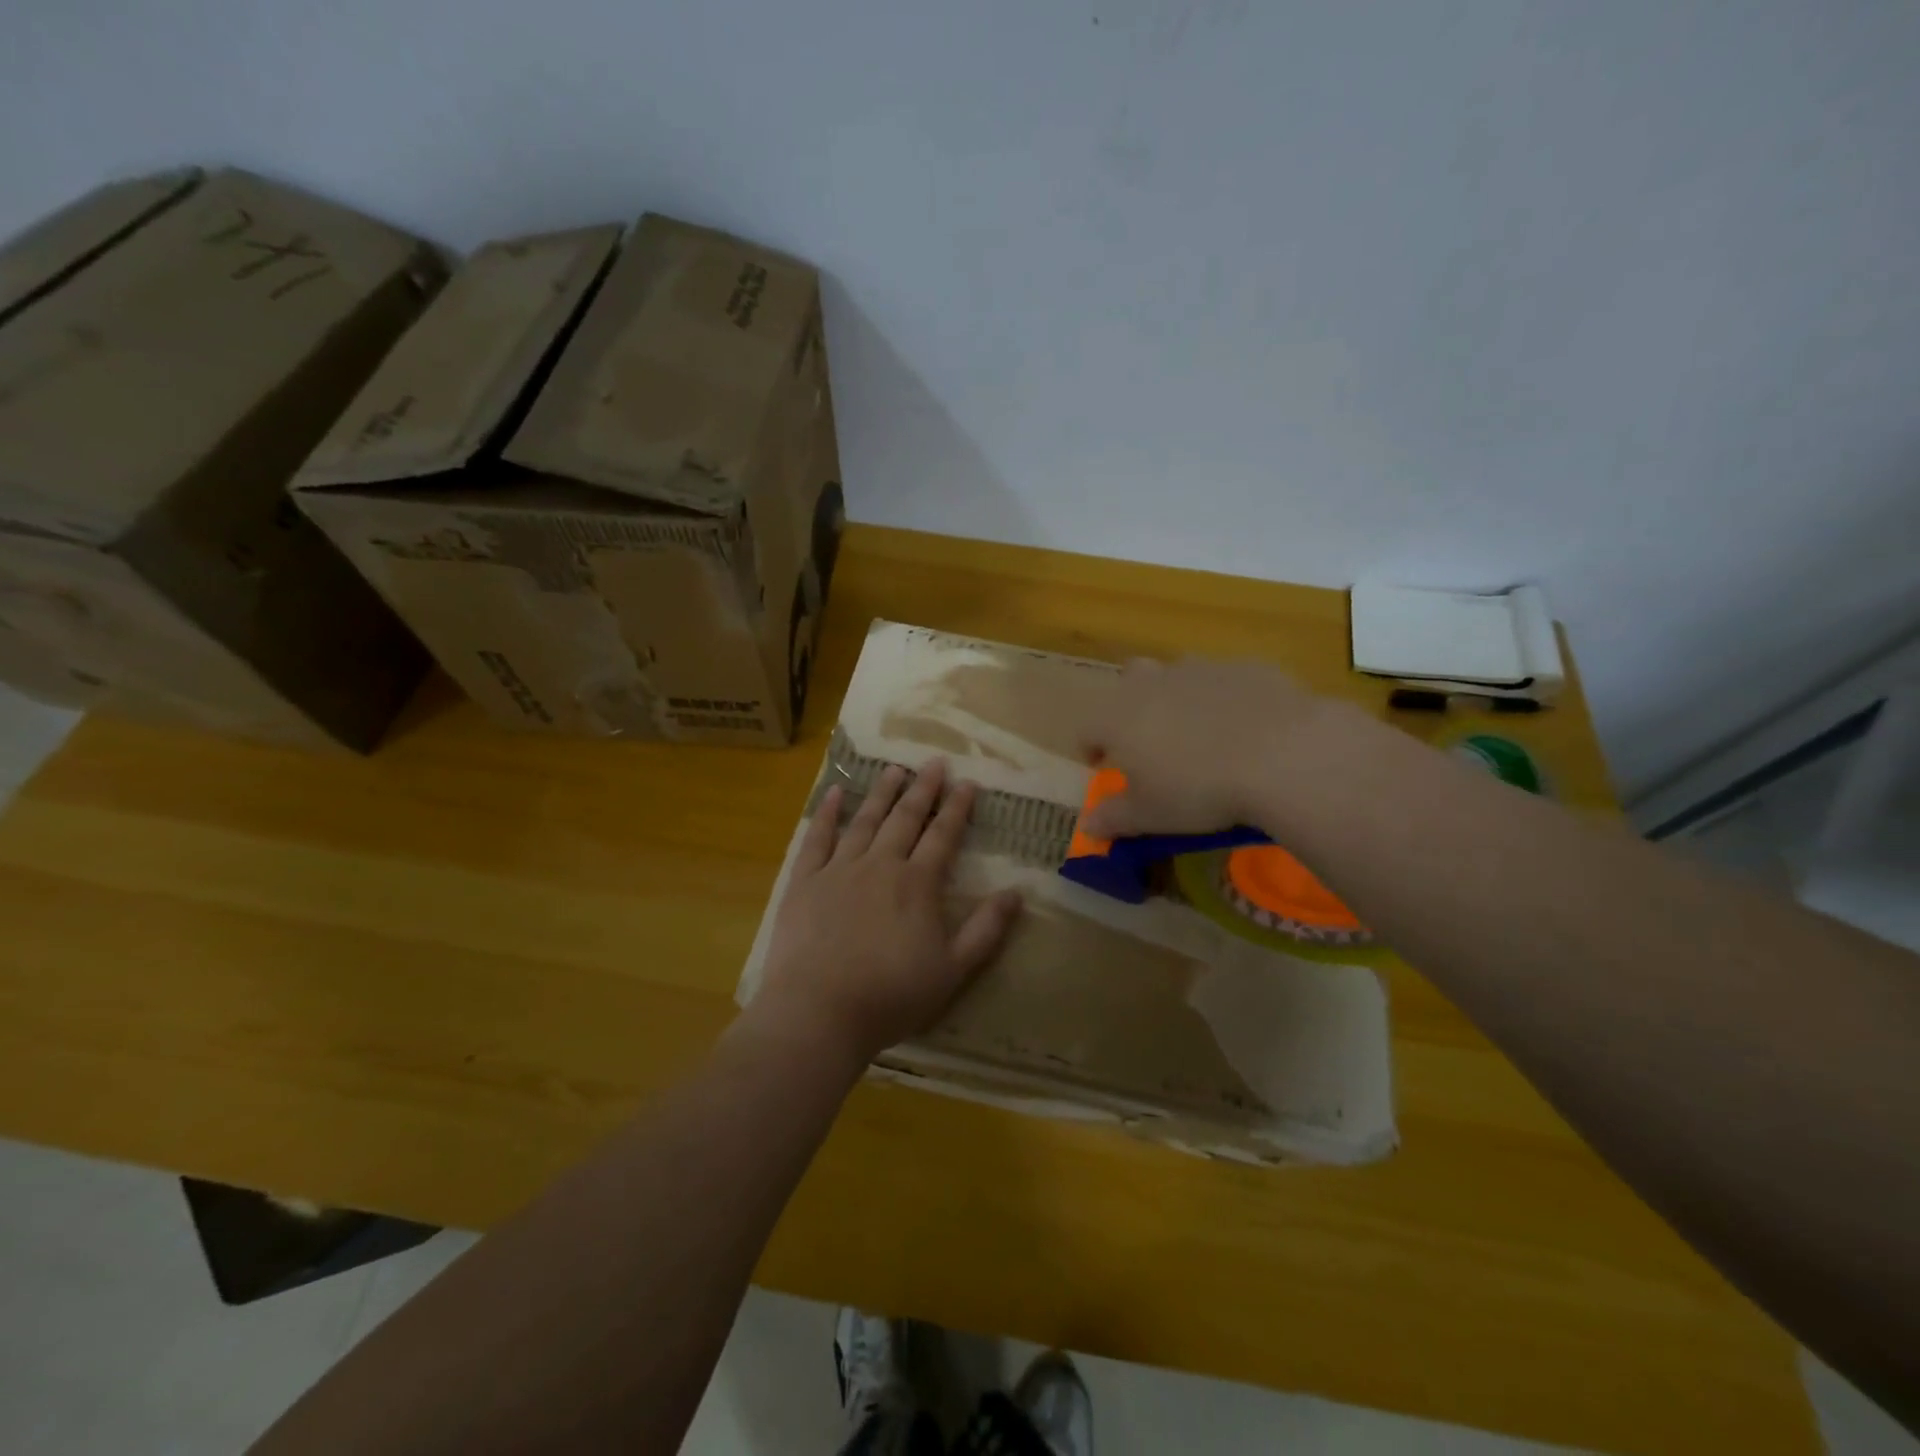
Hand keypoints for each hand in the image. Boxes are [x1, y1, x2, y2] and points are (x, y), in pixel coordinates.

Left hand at [751, 758, 1021, 1067]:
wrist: (819, 1011)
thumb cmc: (891, 995)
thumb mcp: (953, 970)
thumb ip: (986, 930)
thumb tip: (1016, 893)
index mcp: (917, 884)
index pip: (943, 836)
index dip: (957, 808)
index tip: (967, 783)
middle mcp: (881, 865)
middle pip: (905, 818)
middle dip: (922, 789)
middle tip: (934, 763)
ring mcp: (839, 869)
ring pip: (865, 821)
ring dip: (881, 793)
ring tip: (893, 769)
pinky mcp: (805, 881)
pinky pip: (817, 838)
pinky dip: (826, 813)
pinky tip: (833, 793)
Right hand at [1076, 656, 1340, 839]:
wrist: (1281, 754)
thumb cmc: (1198, 790)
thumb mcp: (1150, 815)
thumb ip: (1114, 817)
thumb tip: (1088, 825)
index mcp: (1117, 717)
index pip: (1087, 728)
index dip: (1090, 750)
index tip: (1103, 768)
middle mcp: (1151, 683)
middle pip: (1128, 683)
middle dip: (1132, 708)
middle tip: (1151, 744)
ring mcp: (1199, 669)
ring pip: (1177, 676)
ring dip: (1178, 699)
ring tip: (1201, 735)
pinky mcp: (1244, 667)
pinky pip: (1224, 681)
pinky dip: (1226, 700)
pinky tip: (1247, 730)